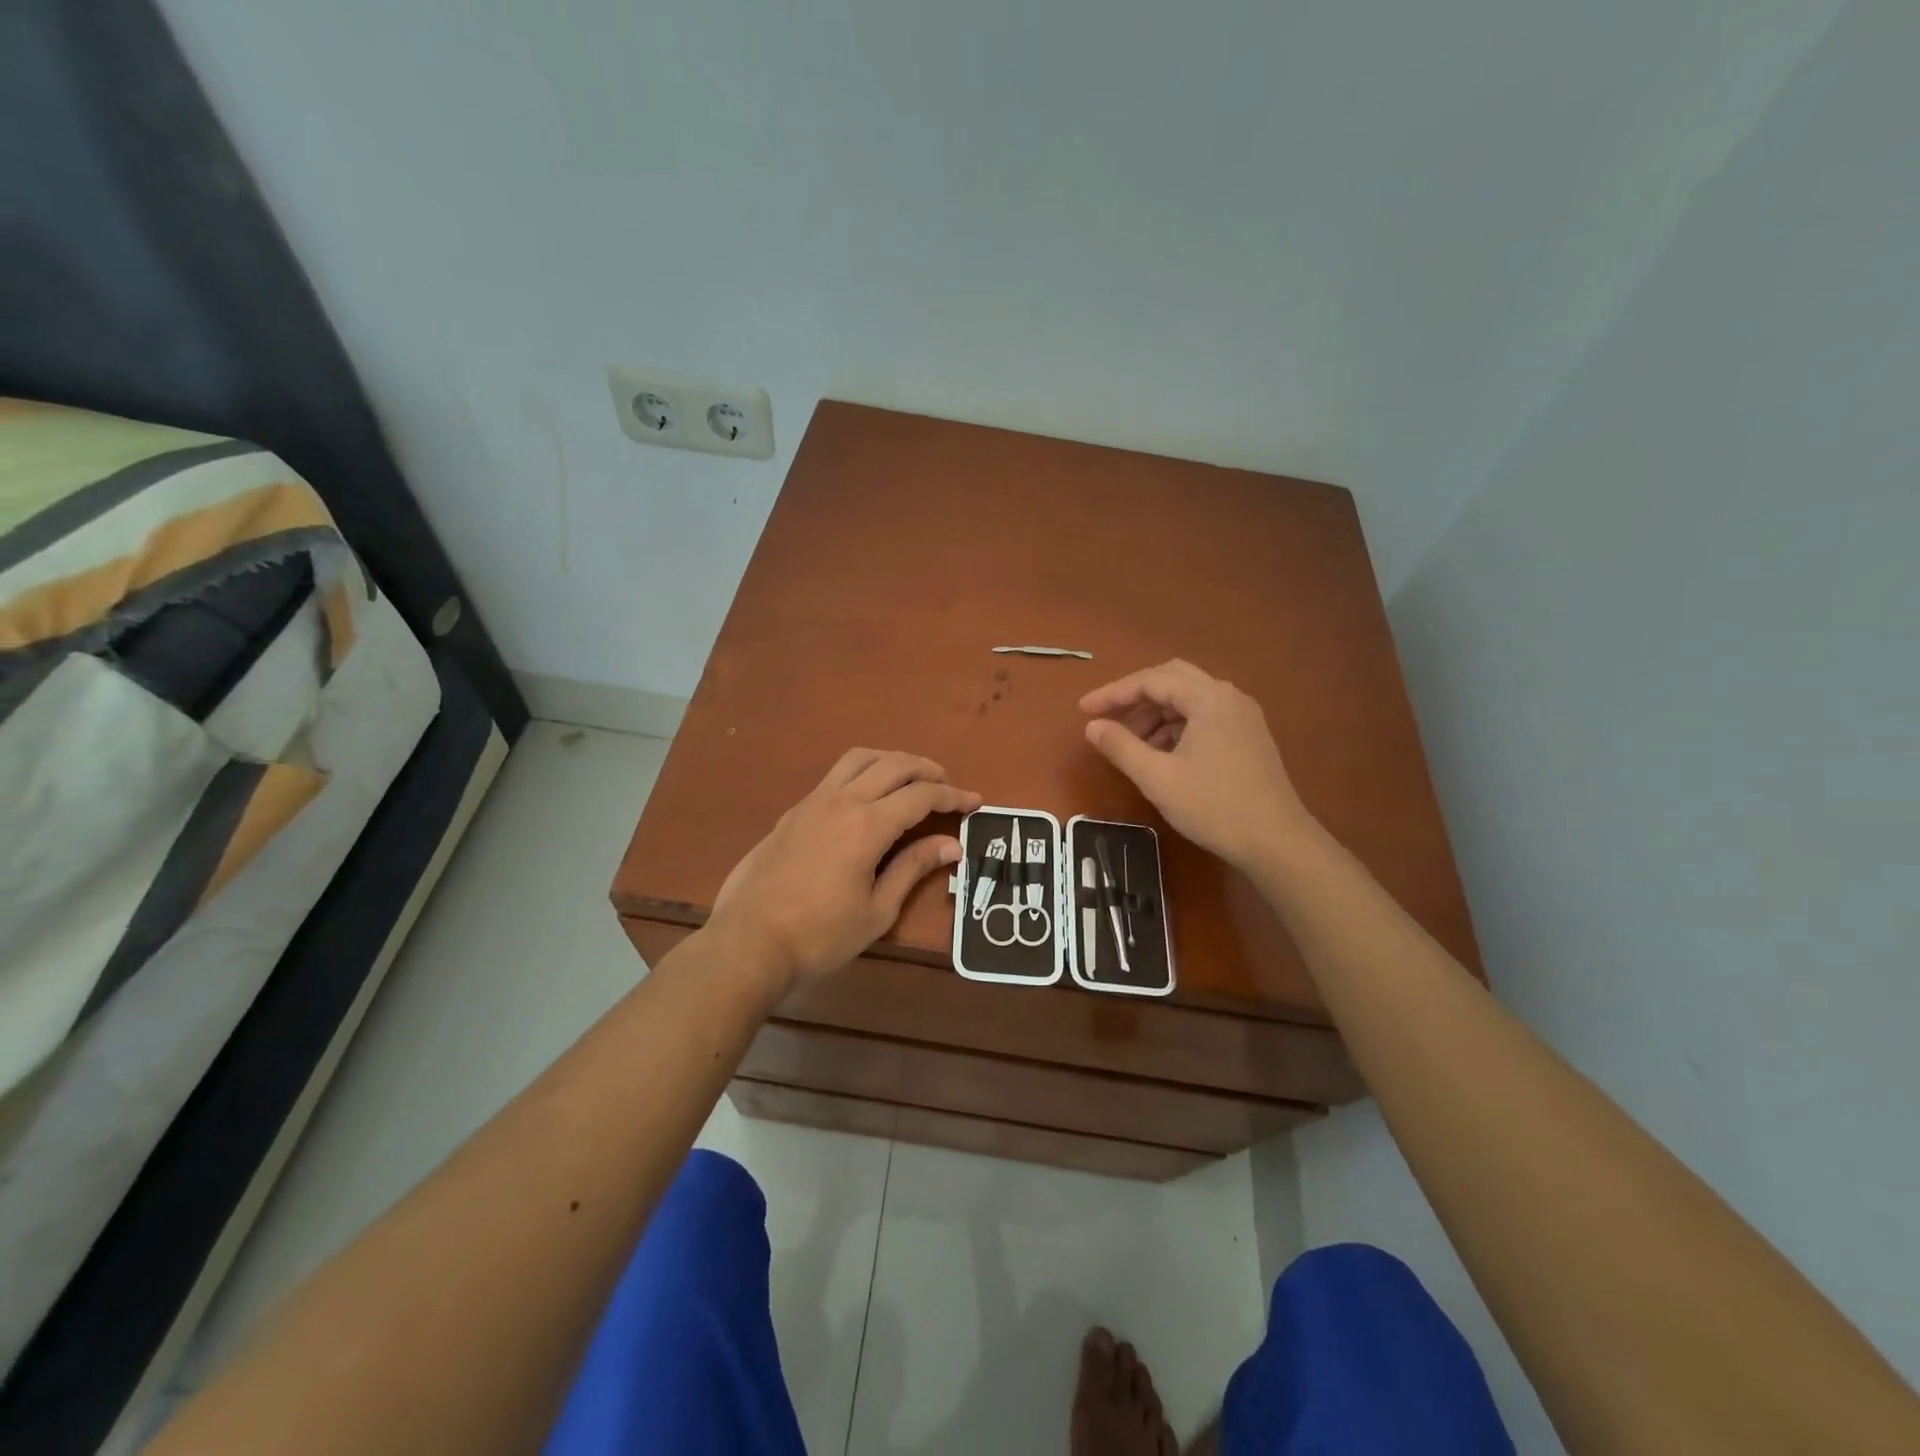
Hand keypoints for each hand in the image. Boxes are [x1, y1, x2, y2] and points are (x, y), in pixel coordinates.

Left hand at [708, 749, 981, 988]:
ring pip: (860, 759)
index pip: (921, 795)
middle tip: (947, 785)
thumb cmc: (820, 935)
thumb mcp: (877, 910)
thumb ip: (913, 868)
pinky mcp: (794, 811)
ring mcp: (813, 801)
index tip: (975, 801)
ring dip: (892, 760)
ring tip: (910, 777)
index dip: (953, 795)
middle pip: (893, 765)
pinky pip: (836, 774)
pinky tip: (868, 795)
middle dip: (927, 769)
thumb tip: (950, 844)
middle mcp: (842, 800)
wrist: (749, 941)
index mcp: (867, 825)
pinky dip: (863, 771)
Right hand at [1081, 659, 1316, 871]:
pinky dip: (1176, 726)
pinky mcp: (1249, 736)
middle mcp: (1229, 697)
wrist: (1277, 842)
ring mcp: (1243, 716)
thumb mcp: (1157, 778)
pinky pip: (1204, 716)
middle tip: (1106, 717)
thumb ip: (1121, 746)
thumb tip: (1092, 726)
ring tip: (1130, 742)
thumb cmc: (1213, 806)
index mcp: (1209, 699)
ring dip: (1156, 712)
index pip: (1151, 680)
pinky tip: (1161, 753)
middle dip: (1135, 696)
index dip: (1113, 693)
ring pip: (1189, 698)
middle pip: (1172, 679)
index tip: (1084, 710)